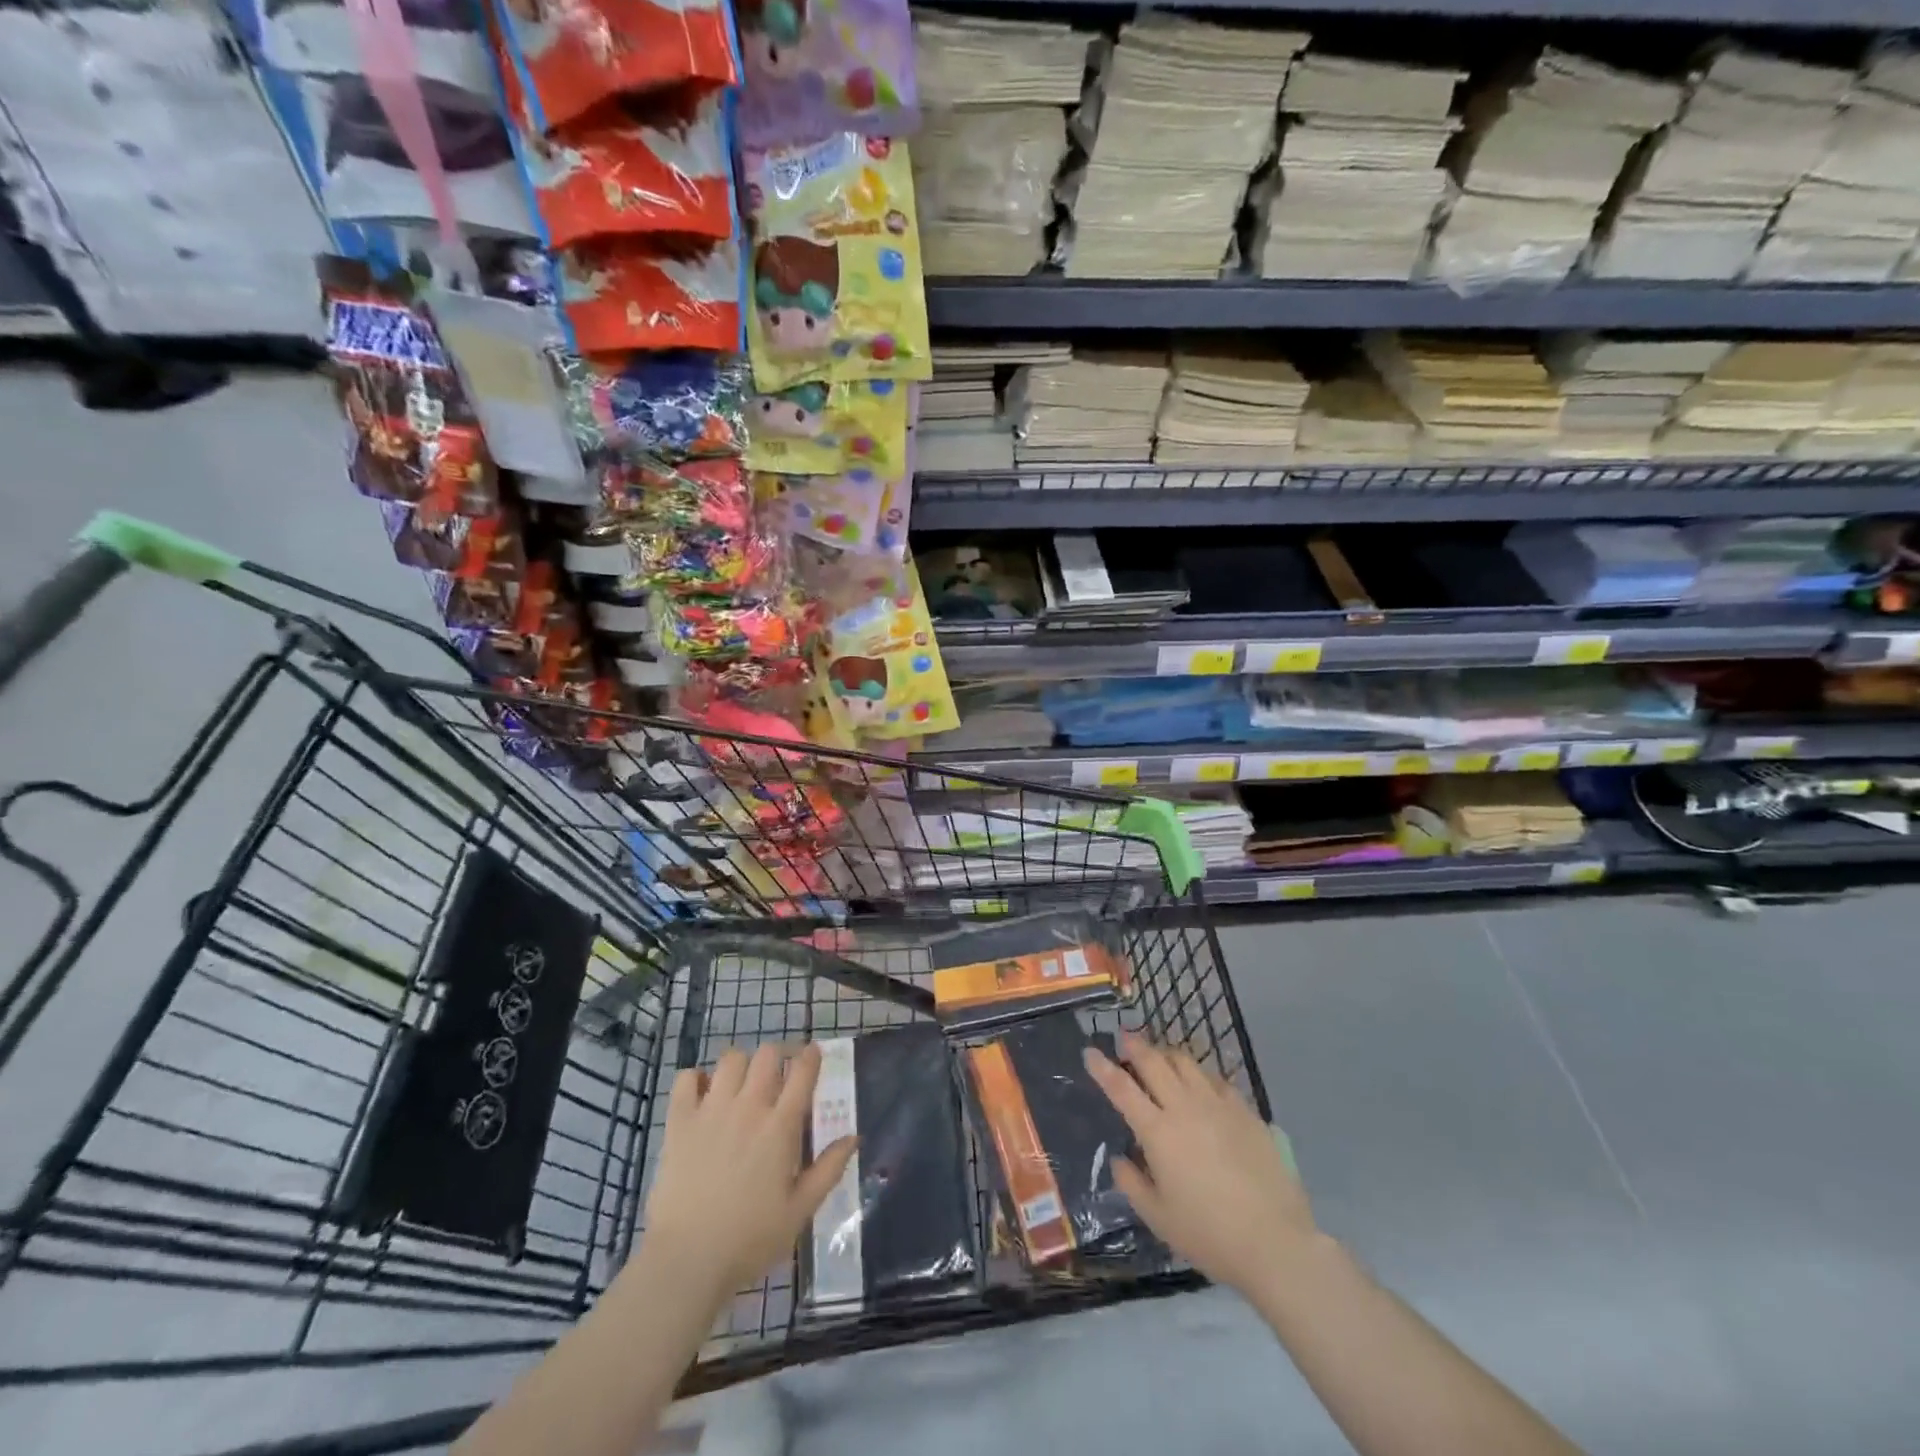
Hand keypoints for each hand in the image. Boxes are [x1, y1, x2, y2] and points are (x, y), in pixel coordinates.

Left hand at [641, 1043, 856, 1298]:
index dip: (811, 1057)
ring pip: (730, 1059)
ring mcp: (711, 1111)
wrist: (687, 1261)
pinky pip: (685, 1079)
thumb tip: (854, 1137)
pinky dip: (695, 1080)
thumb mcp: (800, 1211)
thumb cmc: (749, 1239)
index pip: (802, 1073)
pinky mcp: (679, 1122)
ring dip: (740, 1066)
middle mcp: (748, 1107)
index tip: (813, 1056)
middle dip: (776, 1059)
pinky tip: (702, 1096)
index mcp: (780, 1127)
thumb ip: (829, 1170)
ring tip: (740, 1086)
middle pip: (767, 1055)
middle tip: (776, 1079)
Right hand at [1084, 1031, 1318, 1295]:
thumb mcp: (1158, 1218)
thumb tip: (1120, 1159)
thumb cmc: (1209, 1235)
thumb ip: (1132, 1183)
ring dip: (1167, 1054)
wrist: (1275, 1243)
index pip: (1121, 1088)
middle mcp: (1185, 1107)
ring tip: (1160, 1056)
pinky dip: (1200, 1074)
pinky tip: (1201, 1083)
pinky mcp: (1246, 1112)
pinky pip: (1217, 1079)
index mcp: (1157, 1131)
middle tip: (1125, 1038)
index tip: (1090, 1051)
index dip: (1102, 1067)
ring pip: (1187, 1062)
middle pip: (1154, 1062)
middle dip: (1135, 1046)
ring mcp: (1219, 1105)